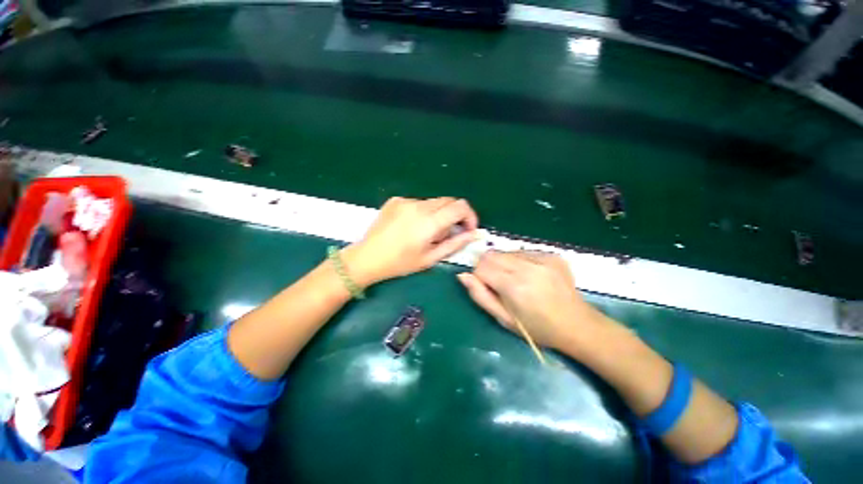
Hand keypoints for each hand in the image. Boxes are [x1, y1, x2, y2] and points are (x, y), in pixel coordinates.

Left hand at [343, 197, 478, 285]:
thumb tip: (474, 234)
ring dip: (438, 214)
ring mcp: (406, 200)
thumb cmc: (400, 263)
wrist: (367, 257)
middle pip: (449, 201)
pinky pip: (418, 203)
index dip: (470, 216)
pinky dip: (423, 212)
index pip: (460, 206)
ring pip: (434, 202)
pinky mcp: (396, 200)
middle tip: (448, 233)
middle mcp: (419, 205)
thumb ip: (455, 244)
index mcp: (429, 221)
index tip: (467, 229)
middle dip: (455, 215)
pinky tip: (412, 227)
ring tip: (427, 232)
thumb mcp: (430, 258)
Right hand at [457, 251, 605, 352]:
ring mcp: (542, 258)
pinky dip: (519, 261)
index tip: (488, 288)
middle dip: (488, 266)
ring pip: (506, 251)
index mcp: (514, 286)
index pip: (481, 266)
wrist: (578, 325)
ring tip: (516, 280)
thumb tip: (463, 275)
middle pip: (492, 254)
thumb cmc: (537, 329)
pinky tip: (530, 276)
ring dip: (503, 263)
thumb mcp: (503, 319)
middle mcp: (528, 267)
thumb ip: (480, 296)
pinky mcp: (552, 255)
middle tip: (499, 284)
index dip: (479, 276)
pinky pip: (523, 251)